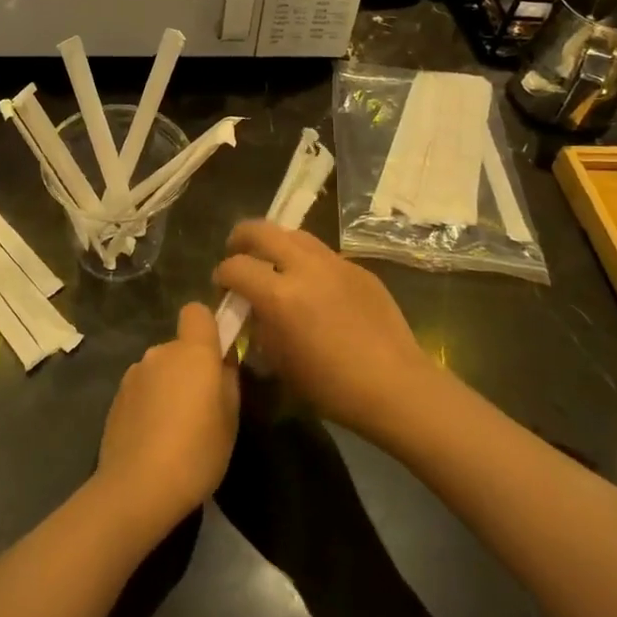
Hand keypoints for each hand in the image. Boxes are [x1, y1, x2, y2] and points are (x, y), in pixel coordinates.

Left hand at [93, 303, 238, 538]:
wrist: (138, 487)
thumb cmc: (197, 450)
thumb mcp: (230, 418)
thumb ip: (228, 379)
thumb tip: (222, 363)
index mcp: (192, 351)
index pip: (196, 311)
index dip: (208, 327)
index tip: (216, 355)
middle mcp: (159, 352)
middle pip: (179, 346)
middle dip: (189, 367)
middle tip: (201, 406)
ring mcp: (133, 374)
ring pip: (159, 369)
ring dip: (168, 386)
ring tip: (175, 429)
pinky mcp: (116, 398)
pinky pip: (141, 390)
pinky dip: (149, 405)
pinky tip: (154, 439)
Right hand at [213, 222, 435, 442]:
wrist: (395, 385)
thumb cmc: (331, 386)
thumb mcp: (280, 362)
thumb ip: (259, 326)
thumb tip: (252, 309)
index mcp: (280, 295)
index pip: (235, 267)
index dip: (222, 275)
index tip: (222, 287)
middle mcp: (305, 267)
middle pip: (261, 230)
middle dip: (241, 239)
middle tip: (237, 254)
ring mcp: (335, 263)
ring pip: (294, 234)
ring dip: (276, 244)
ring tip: (274, 263)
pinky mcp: (358, 267)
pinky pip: (323, 254)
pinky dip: (307, 261)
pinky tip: (313, 286)